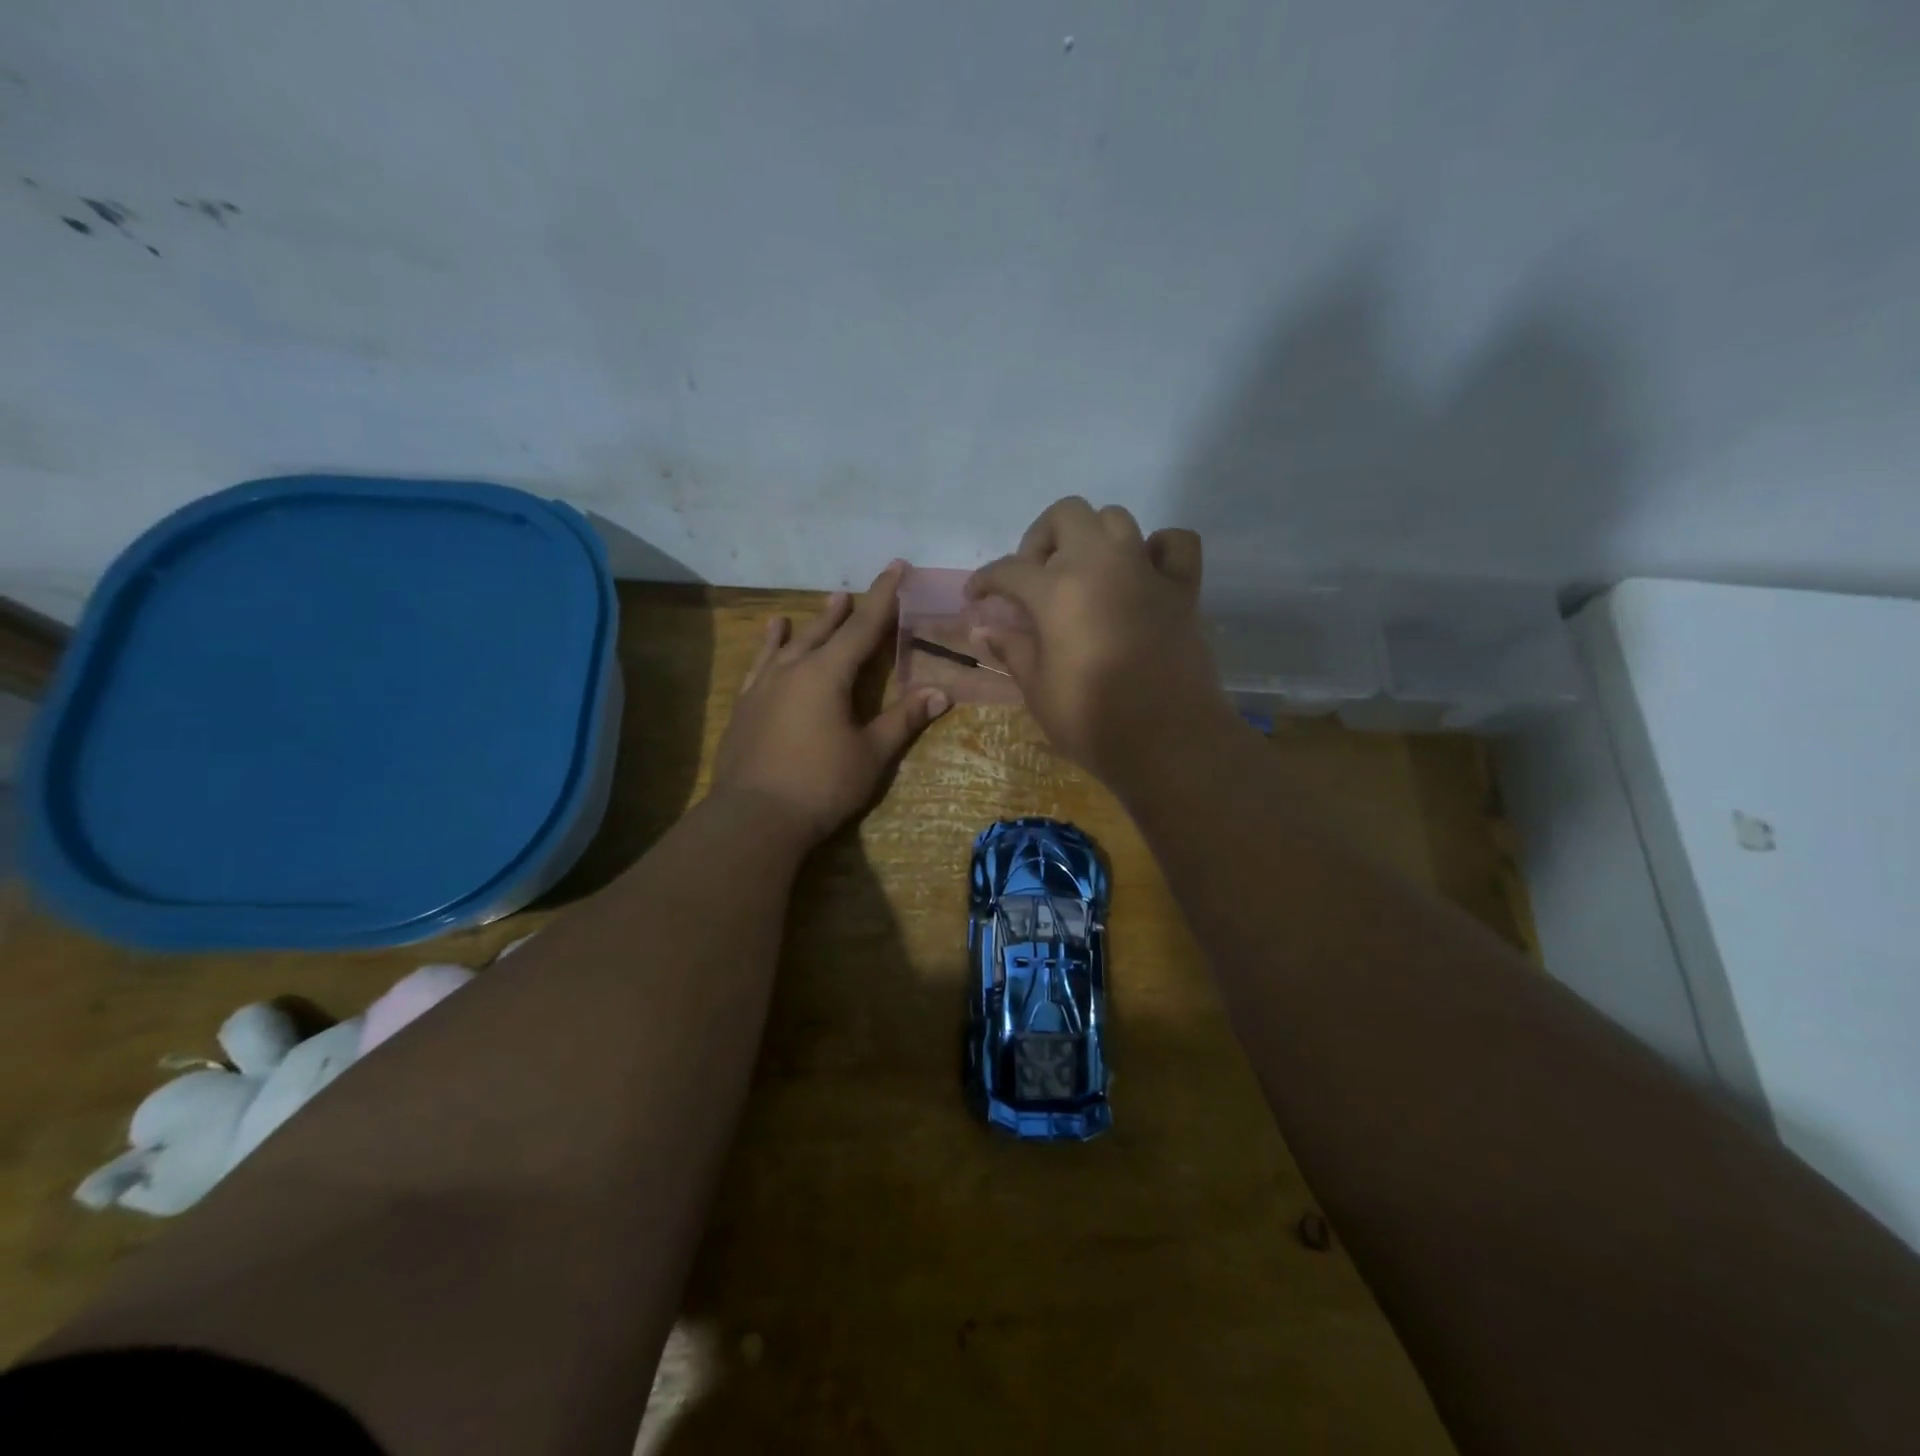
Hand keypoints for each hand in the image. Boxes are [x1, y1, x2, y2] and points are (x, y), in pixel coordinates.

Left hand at [713, 561, 949, 843]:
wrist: (754, 817)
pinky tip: (769, 644)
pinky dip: (768, 649)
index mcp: (827, 675)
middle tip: (855, 590)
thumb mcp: (871, 754)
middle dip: (845, 610)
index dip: (883, 597)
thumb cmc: (821, 785)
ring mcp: (763, 687)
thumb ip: (903, 719)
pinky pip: (760, 666)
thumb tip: (941, 692)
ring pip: (788, 644)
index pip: (862, 627)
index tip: (896, 567)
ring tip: (820, 604)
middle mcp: (793, 670)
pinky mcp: (745, 708)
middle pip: (824, 631)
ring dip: (808, 623)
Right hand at [965, 498, 1232, 784]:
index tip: (975, 598)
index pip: (1009, 570)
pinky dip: (1156, 549)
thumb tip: (984, 629)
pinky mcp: (1182, 589)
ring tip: (1082, 574)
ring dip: (1092, 537)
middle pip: (1067, 515)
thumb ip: (1013, 650)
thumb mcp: (1038, 690)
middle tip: (1034, 577)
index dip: (985, 581)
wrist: (1168, 742)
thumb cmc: (1093, 721)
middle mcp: (1102, 565)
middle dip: (1041, 538)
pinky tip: (1141, 574)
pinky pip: (1174, 544)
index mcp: (1058, 590)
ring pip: (1116, 519)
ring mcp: (1146, 572)